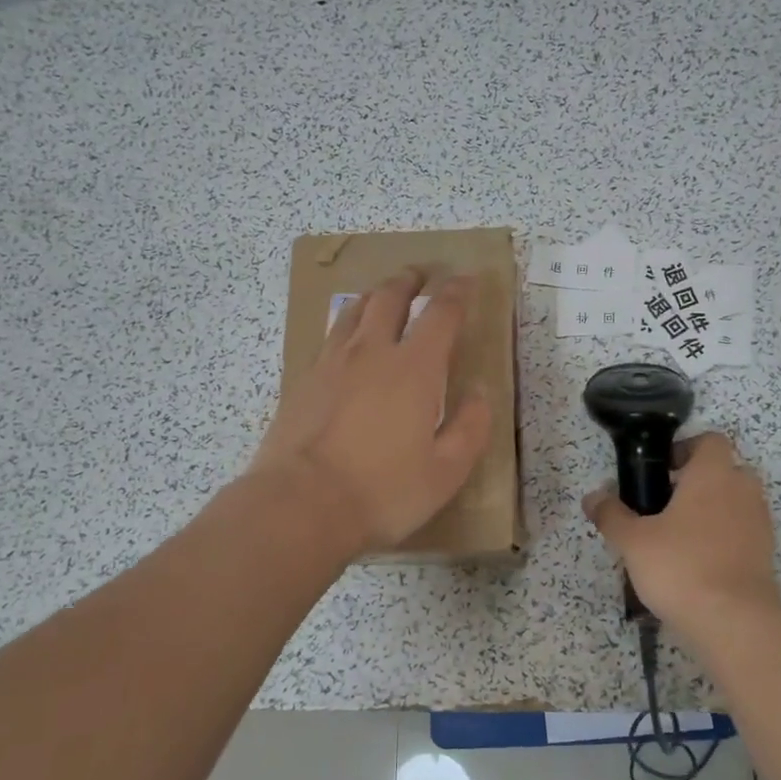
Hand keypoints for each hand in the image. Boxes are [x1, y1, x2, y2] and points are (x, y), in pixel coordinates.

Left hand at [252, 270, 492, 553]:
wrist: (300, 505)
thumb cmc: (383, 492)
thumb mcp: (446, 471)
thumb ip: (470, 428)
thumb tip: (480, 394)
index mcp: (414, 369)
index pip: (441, 314)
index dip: (457, 292)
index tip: (466, 279)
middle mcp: (372, 353)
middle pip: (390, 298)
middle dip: (410, 281)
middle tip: (420, 274)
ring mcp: (331, 364)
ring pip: (354, 311)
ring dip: (374, 295)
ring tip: (383, 294)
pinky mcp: (303, 381)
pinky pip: (330, 337)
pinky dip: (346, 325)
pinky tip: (346, 338)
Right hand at [582, 432, 780, 643]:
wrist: (735, 621)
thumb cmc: (681, 566)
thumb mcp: (633, 541)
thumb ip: (611, 514)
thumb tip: (592, 497)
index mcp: (713, 474)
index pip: (709, 440)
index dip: (685, 449)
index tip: (661, 470)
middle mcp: (742, 490)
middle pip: (725, 469)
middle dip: (698, 480)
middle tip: (666, 503)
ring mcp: (760, 522)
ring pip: (735, 501)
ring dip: (712, 509)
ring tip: (679, 536)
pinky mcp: (765, 554)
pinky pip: (743, 531)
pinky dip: (724, 537)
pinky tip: (697, 562)